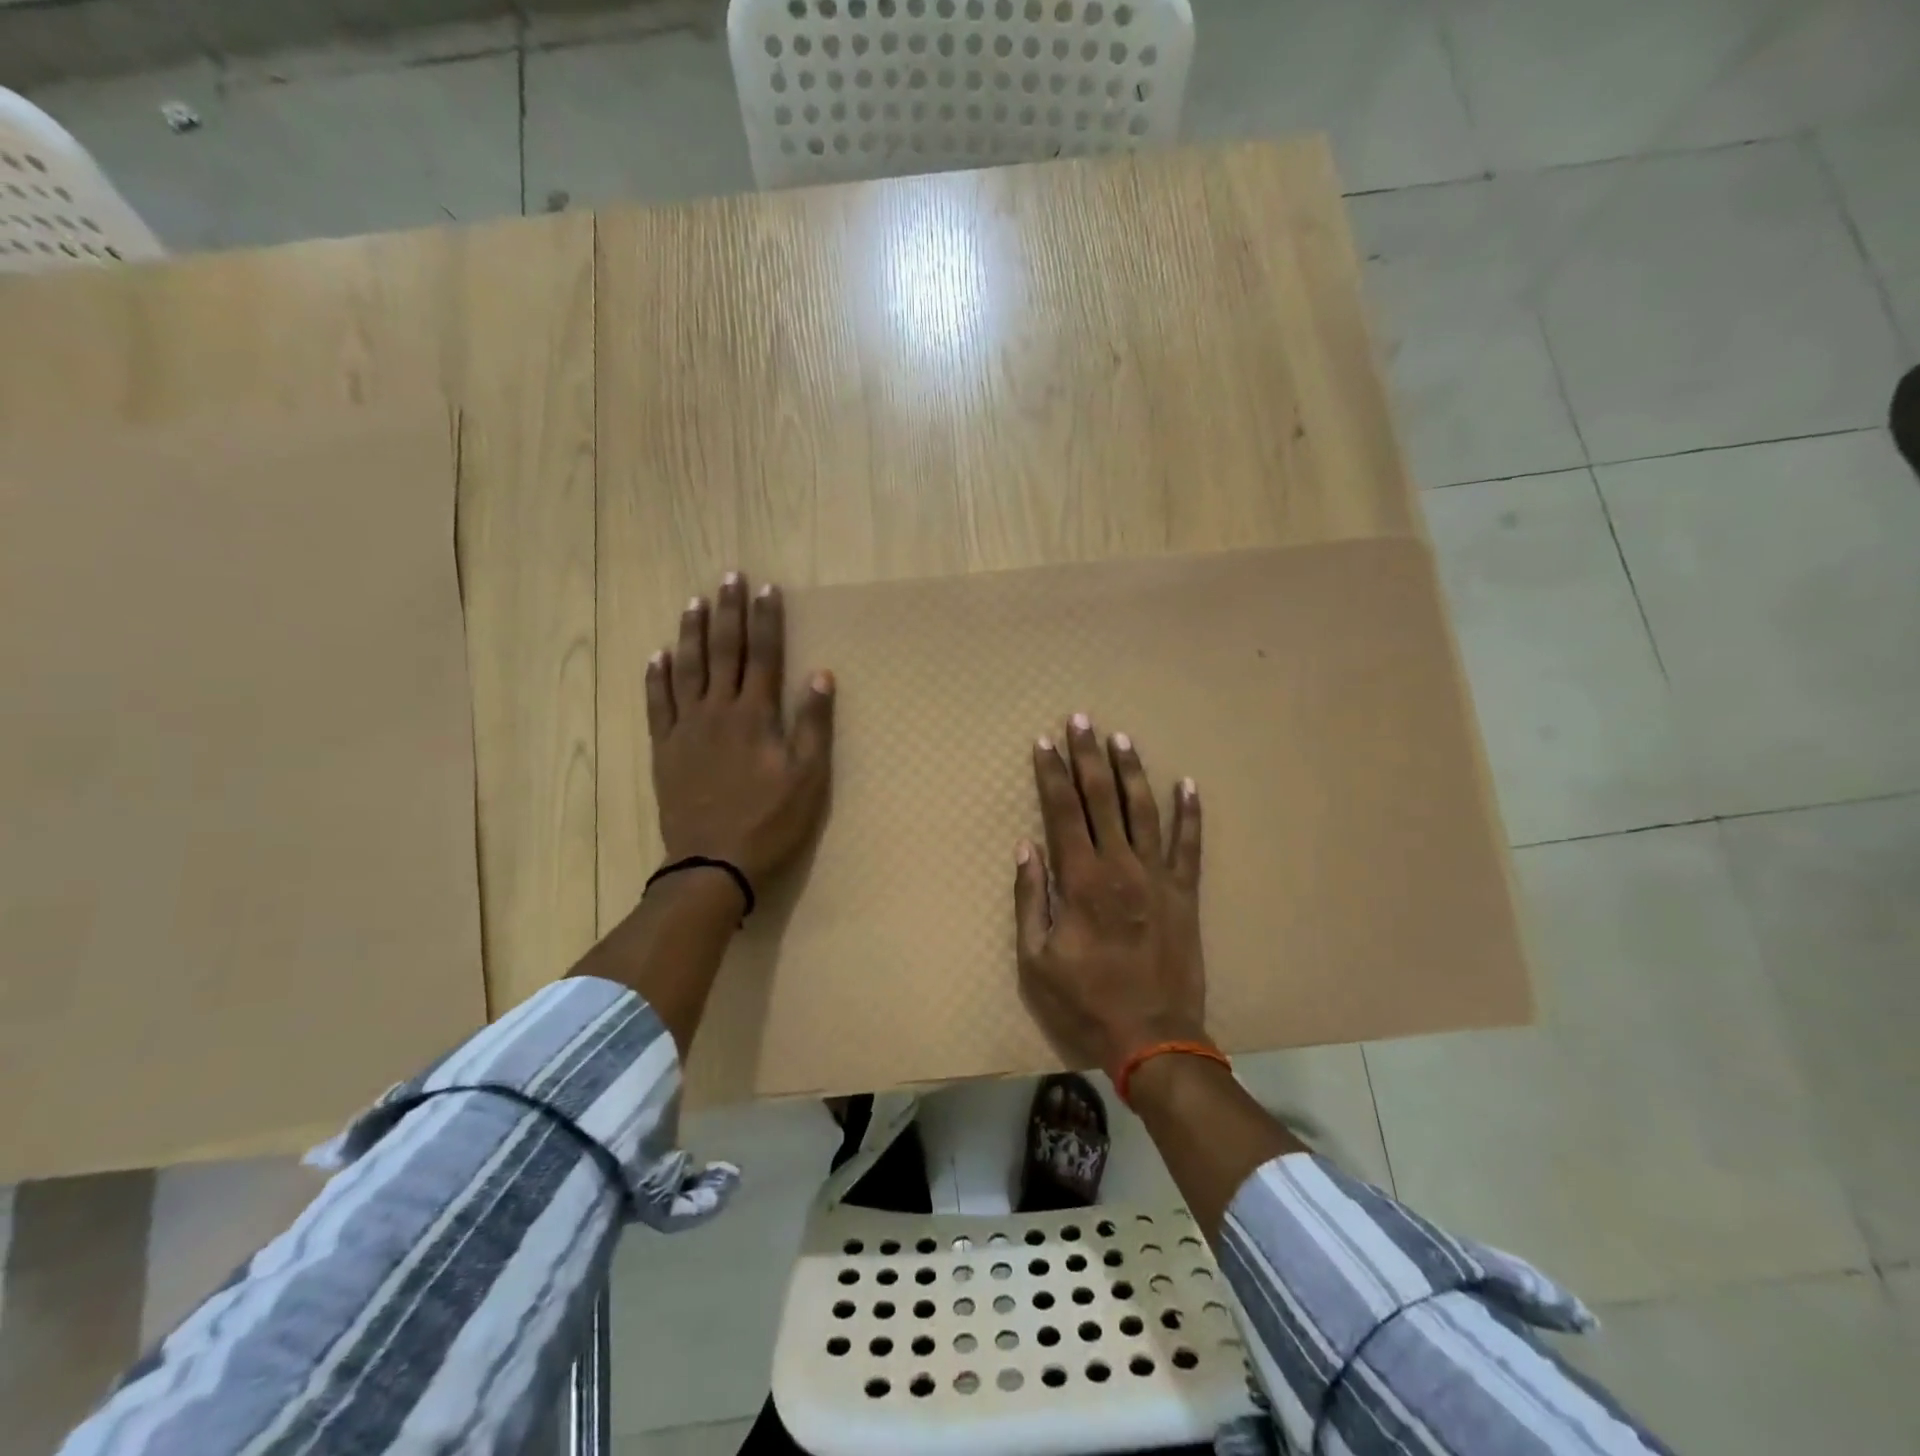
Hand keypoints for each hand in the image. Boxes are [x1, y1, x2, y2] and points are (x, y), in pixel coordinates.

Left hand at [646, 573, 834, 891]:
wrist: (712, 862)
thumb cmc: (769, 821)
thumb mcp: (807, 778)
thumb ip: (813, 724)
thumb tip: (820, 674)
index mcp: (755, 715)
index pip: (764, 655)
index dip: (767, 620)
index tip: (767, 589)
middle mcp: (718, 711)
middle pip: (724, 652)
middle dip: (729, 612)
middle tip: (729, 576)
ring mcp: (686, 729)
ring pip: (687, 669)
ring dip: (692, 633)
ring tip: (694, 602)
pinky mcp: (664, 749)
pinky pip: (657, 704)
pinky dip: (657, 677)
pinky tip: (658, 655)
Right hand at [1013, 713, 1206, 1076]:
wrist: (1153, 1036)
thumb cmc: (1086, 1000)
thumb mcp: (1036, 959)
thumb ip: (1030, 899)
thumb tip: (1026, 848)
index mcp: (1082, 880)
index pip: (1063, 811)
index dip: (1052, 774)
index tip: (1044, 743)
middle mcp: (1121, 866)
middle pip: (1102, 798)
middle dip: (1088, 756)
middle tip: (1081, 720)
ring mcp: (1159, 877)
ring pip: (1145, 810)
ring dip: (1132, 772)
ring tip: (1122, 739)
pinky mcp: (1186, 893)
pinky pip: (1190, 844)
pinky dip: (1190, 813)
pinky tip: (1188, 784)